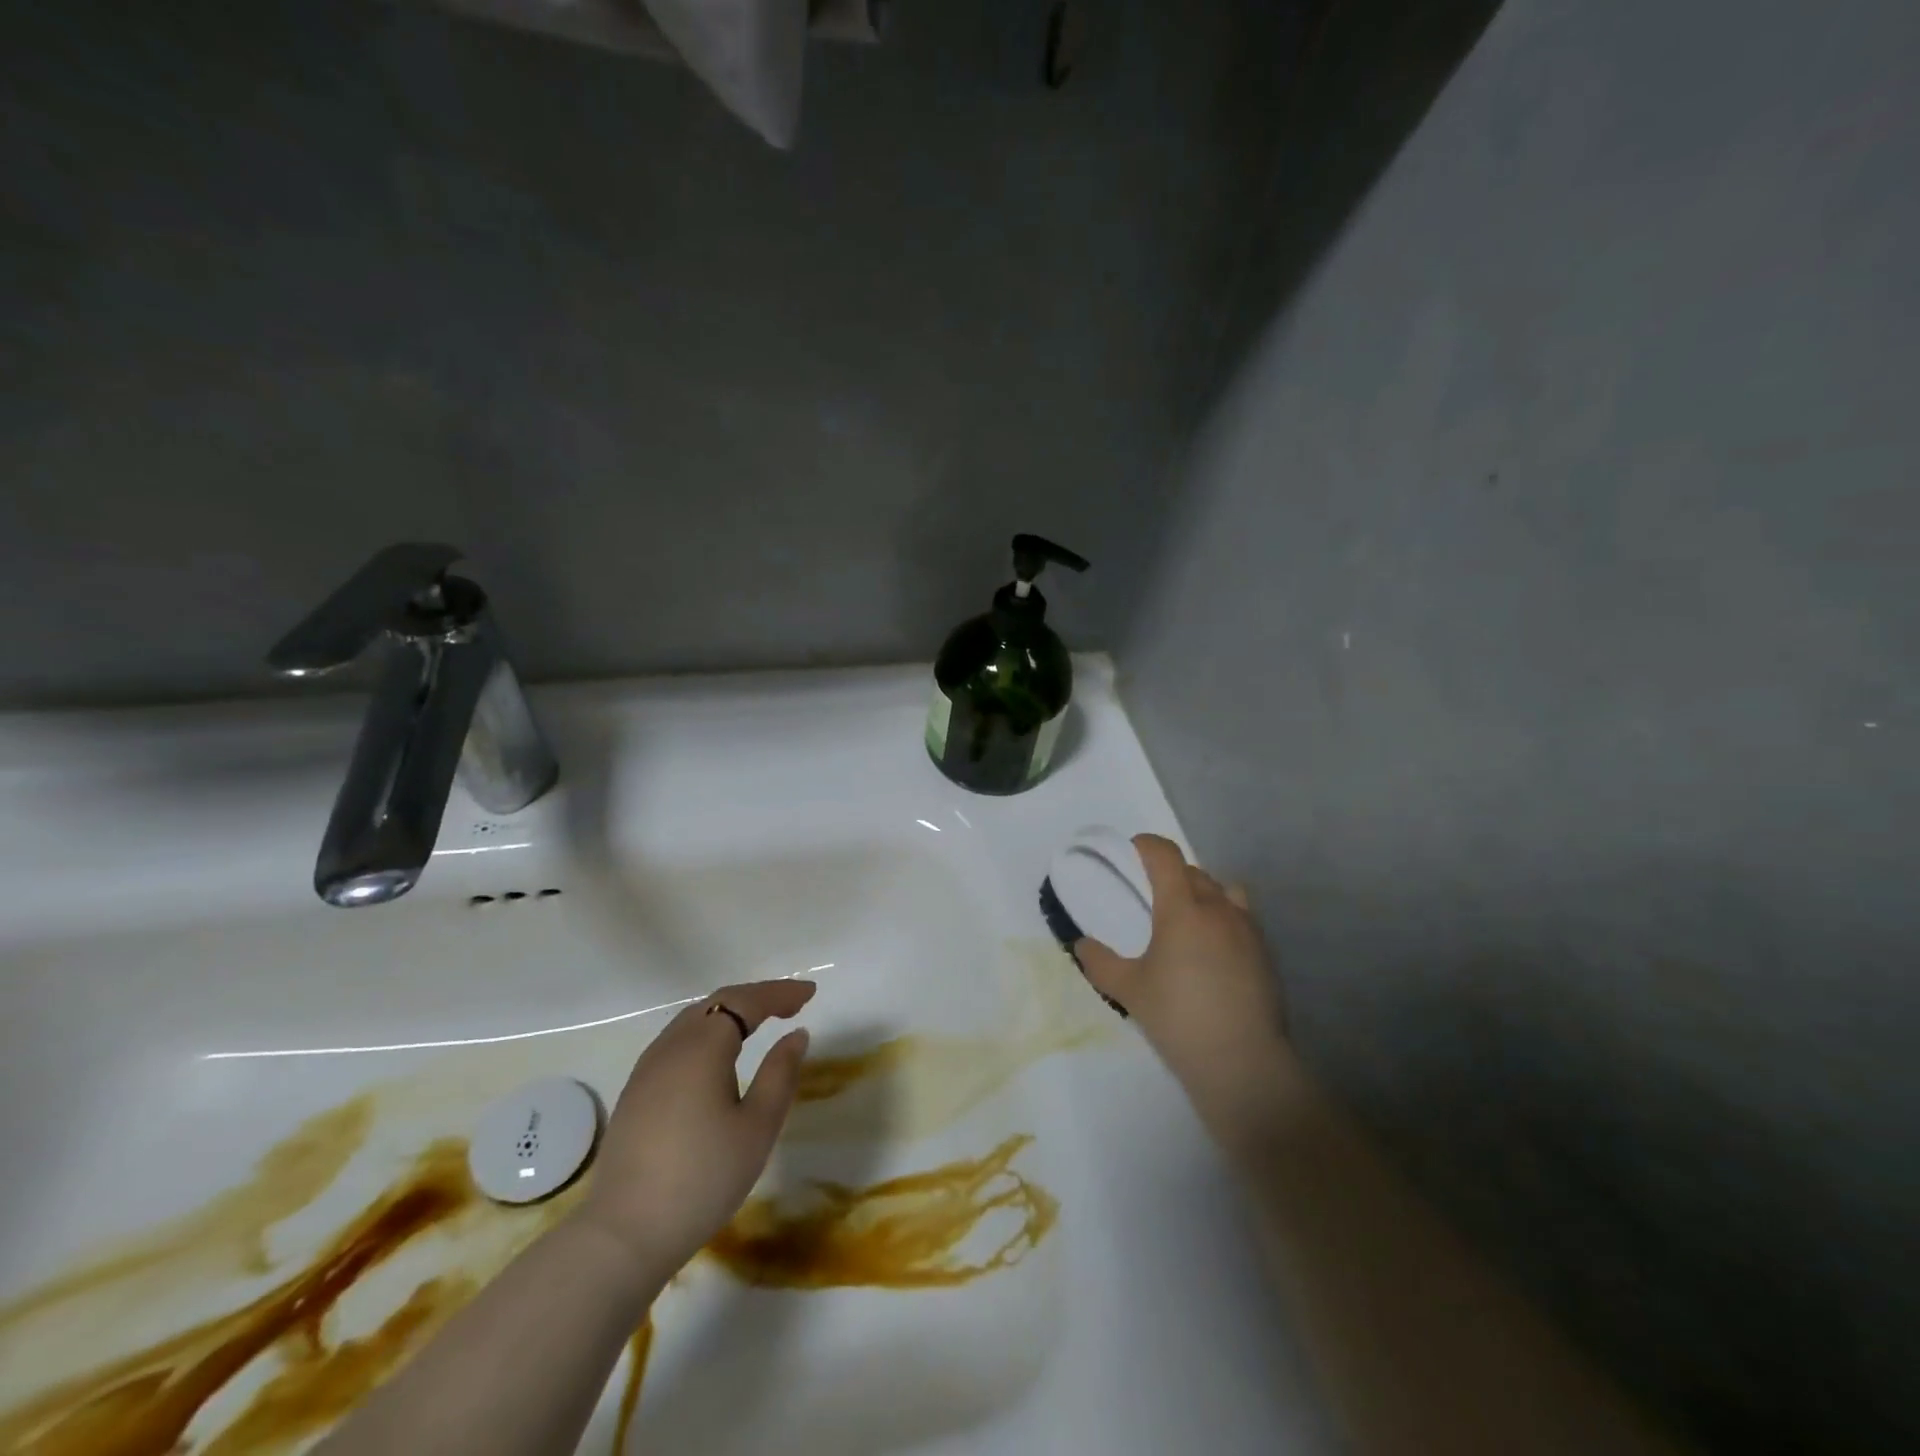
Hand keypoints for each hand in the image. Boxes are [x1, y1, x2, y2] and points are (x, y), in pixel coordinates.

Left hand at [574, 979, 814, 1280]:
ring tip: (760, 1023)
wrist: (624, 1235)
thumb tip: (795, 1034)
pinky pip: (677, 1042)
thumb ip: (780, 1074)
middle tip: (791, 1004)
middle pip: (717, 1003)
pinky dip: (708, 1033)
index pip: (746, 1001)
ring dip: (730, 1014)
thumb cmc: (702, 1178)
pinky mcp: (635, 1093)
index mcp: (702, 1047)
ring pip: (694, 1021)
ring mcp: (647, 1070)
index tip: (810, 993)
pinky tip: (719, 1056)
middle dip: (756, 997)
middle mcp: (671, 1046)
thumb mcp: (757, 1128)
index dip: (780, 993)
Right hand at [1074, 836, 1296, 1133]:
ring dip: (1202, 893)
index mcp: (1182, 908)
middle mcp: (1218, 908)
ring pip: (1223, 890)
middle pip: (1193, 871)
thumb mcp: (1128, 990)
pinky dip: (1223, 918)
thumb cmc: (1178, 1018)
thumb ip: (1099, 962)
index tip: (1131, 852)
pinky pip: (1241, 916)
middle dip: (1170, 873)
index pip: (1165, 855)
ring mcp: (1247, 929)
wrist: (1242, 1062)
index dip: (1146, 845)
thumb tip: (1081, 945)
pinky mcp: (1265, 952)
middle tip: (1150, 896)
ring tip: (1187, 920)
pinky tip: (1212, 950)